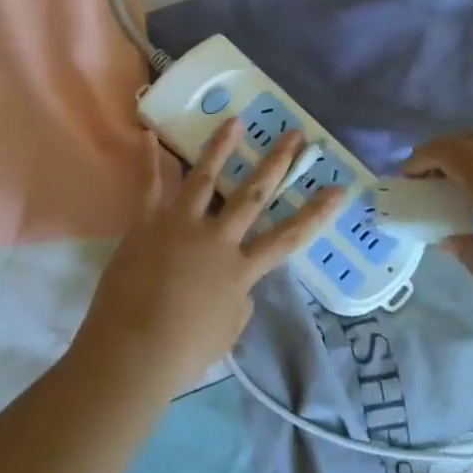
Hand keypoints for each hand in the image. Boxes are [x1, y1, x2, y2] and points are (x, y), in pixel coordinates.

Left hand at [71, 121, 347, 395]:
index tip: (339, 188)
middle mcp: (216, 239)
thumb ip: (239, 299)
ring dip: (221, 147)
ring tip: (236, 120)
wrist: (132, 352)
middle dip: (276, 162)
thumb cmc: (184, 352)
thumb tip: (239, 283)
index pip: (288, 237)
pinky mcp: (146, 223)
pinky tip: (148, 134)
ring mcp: (179, 226)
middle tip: (295, 135)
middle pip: (252, 194)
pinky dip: (149, 160)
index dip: (316, 213)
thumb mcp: (228, 331)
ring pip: (204, 178)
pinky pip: (149, 186)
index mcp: (240, 270)